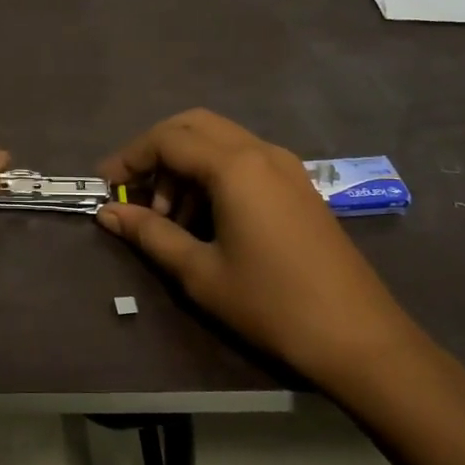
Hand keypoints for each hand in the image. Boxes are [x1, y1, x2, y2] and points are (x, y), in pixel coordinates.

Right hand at [95, 109, 414, 381]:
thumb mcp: (200, 272)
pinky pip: (244, 160)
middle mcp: (261, 152)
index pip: (167, 139)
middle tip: (136, 195)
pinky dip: (214, 175)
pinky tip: (207, 220)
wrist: (359, 338)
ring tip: (170, 220)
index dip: (129, 158)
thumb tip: (108, 213)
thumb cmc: (271, 304)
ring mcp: (286, 166)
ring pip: (220, 141)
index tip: (105, 186)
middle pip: (194, 126)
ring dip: (186, 166)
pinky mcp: (299, 186)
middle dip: (157, 153)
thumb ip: (150, 234)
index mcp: (235, 166)